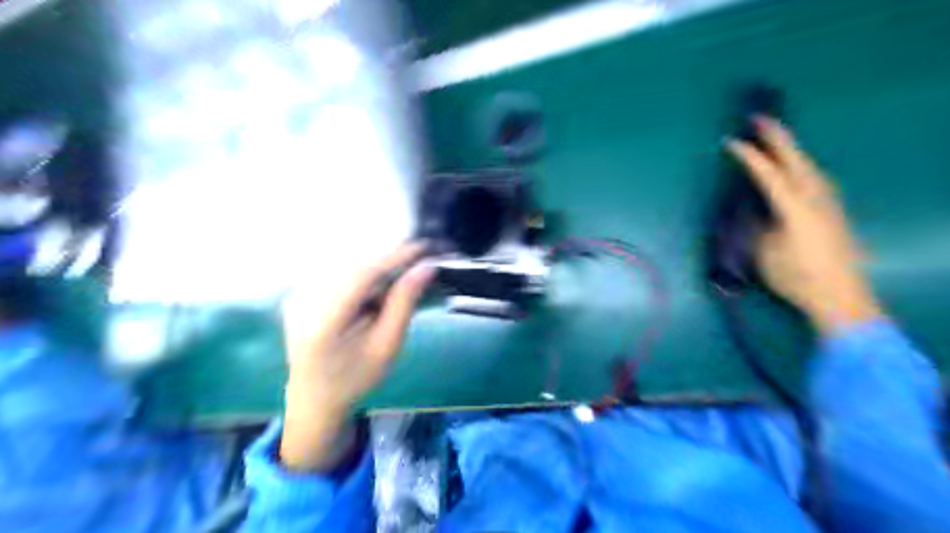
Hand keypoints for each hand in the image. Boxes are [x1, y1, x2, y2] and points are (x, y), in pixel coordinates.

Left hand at [279, 241, 432, 469]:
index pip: (362, 274)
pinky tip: (376, 291)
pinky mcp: (299, 294)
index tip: (424, 248)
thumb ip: (404, 304)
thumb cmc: (355, 379)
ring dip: (378, 269)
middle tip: (419, 263)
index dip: (395, 257)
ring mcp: (297, 296)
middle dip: (389, 261)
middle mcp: (304, 300)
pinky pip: (338, 274)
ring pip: (348, 267)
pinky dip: (363, 277)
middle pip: (355, 266)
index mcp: (323, 320)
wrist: (314, 401)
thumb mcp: (387, 346)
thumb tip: (425, 268)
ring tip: (402, 278)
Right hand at [730, 118, 881, 335]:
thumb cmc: (795, 276)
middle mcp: (815, 197)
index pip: (768, 174)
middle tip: (760, 118)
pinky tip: (799, 169)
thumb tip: (755, 209)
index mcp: (793, 207)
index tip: (730, 142)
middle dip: (777, 137)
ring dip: (792, 150)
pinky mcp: (835, 210)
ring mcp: (829, 202)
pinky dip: (803, 166)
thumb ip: (759, 225)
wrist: (840, 294)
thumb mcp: (764, 252)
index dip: (748, 156)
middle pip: (795, 159)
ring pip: (809, 166)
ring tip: (776, 140)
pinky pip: (817, 178)